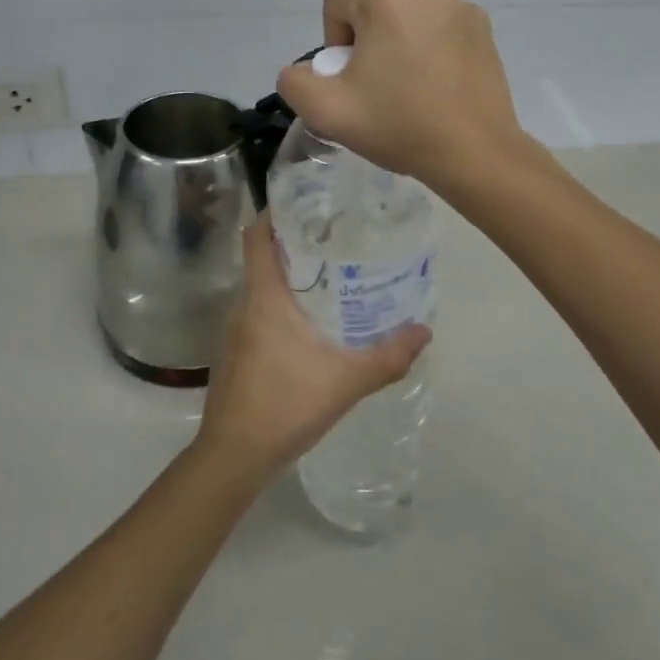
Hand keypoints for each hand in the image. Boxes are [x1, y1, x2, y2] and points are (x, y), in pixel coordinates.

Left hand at [194, 215, 430, 485]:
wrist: (234, 456)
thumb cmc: (285, 405)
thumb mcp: (346, 381)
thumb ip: (388, 356)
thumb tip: (425, 331)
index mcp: (264, 297)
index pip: (257, 236)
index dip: (276, 212)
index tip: (308, 202)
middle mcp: (244, 305)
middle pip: (264, 257)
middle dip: (296, 242)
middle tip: (338, 236)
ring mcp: (236, 330)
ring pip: (263, 287)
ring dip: (291, 276)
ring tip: (333, 274)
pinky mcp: (238, 353)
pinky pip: (261, 312)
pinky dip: (284, 305)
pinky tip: (314, 323)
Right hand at [276, 0, 522, 191]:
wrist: (475, 153)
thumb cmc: (399, 125)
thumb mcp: (326, 110)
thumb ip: (294, 82)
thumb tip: (304, 70)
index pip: (337, 4)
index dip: (333, 44)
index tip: (352, 82)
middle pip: (375, 11)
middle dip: (368, 46)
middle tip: (378, 92)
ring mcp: (463, 9)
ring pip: (409, 22)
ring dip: (400, 48)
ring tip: (411, 93)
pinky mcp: (485, 31)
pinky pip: (441, 32)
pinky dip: (432, 53)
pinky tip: (439, 90)